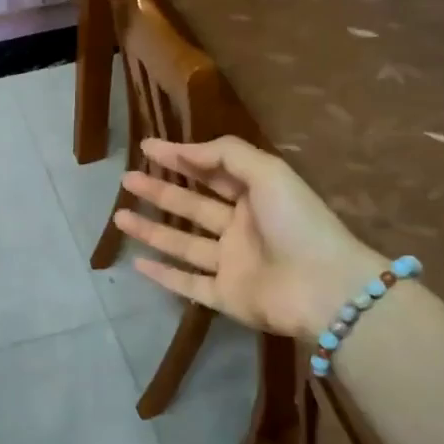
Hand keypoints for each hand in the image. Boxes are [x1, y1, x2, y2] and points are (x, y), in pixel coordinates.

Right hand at [115, 136, 383, 339]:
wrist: (324, 287)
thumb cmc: (298, 223)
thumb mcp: (268, 172)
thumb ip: (225, 155)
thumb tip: (182, 149)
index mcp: (256, 198)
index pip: (212, 173)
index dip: (181, 158)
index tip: (147, 147)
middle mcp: (241, 229)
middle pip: (192, 207)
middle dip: (159, 191)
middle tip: (126, 179)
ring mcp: (232, 265)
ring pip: (183, 244)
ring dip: (151, 229)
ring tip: (118, 216)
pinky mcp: (226, 297)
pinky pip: (188, 284)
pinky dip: (163, 275)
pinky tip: (137, 262)